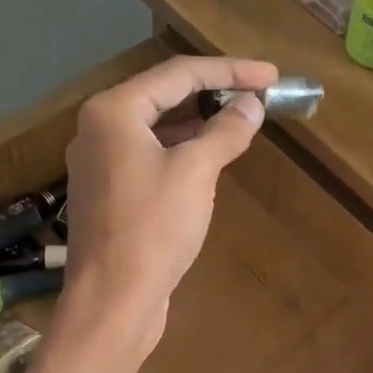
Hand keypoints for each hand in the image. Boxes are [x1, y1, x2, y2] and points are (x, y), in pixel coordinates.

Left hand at [59, 55, 277, 354]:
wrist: (112, 301)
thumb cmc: (152, 229)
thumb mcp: (195, 172)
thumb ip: (225, 132)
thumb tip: (251, 106)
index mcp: (113, 111)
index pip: (179, 74)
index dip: (230, 71)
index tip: (272, 76)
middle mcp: (100, 130)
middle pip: (164, 97)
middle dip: (214, 95)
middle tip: (259, 98)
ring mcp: (101, 164)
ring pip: (158, 129)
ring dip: (200, 125)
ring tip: (241, 124)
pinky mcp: (110, 195)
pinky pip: (151, 158)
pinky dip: (183, 152)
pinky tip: (210, 161)